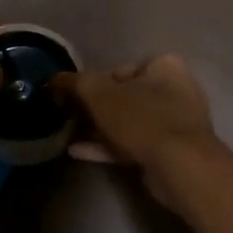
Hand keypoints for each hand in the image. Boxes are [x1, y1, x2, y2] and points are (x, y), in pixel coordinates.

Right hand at [55, 55, 219, 198]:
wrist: (178, 166)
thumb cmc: (141, 118)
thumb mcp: (99, 94)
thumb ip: (75, 83)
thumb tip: (54, 80)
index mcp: (164, 66)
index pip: (119, 70)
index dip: (91, 84)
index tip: (72, 98)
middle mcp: (175, 90)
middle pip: (124, 97)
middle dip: (95, 110)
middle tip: (70, 118)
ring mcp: (175, 123)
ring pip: (129, 123)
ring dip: (99, 130)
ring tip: (70, 136)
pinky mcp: (171, 151)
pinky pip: (134, 144)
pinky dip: (109, 147)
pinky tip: (79, 152)